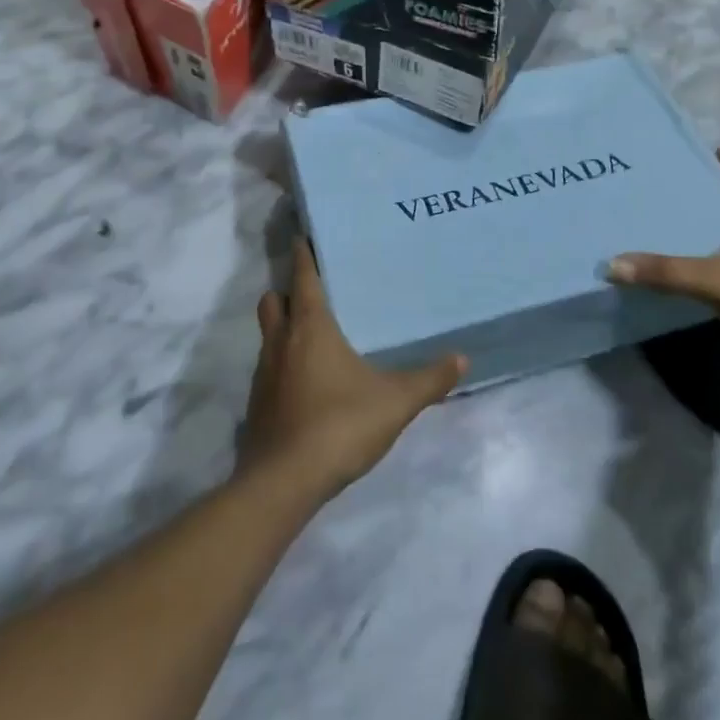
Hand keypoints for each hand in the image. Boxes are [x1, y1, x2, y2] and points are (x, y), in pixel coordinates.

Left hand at [239, 238, 465, 499]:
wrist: (284, 482)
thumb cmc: (339, 425)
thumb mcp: (395, 402)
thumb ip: (429, 379)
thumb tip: (462, 358)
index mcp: (310, 327)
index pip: (303, 276)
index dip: (302, 254)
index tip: (303, 237)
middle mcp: (281, 341)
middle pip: (274, 300)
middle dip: (287, 290)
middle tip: (313, 292)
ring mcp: (263, 374)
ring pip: (268, 334)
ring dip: (283, 328)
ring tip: (313, 336)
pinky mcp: (257, 405)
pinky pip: (268, 369)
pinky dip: (282, 365)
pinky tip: (306, 383)